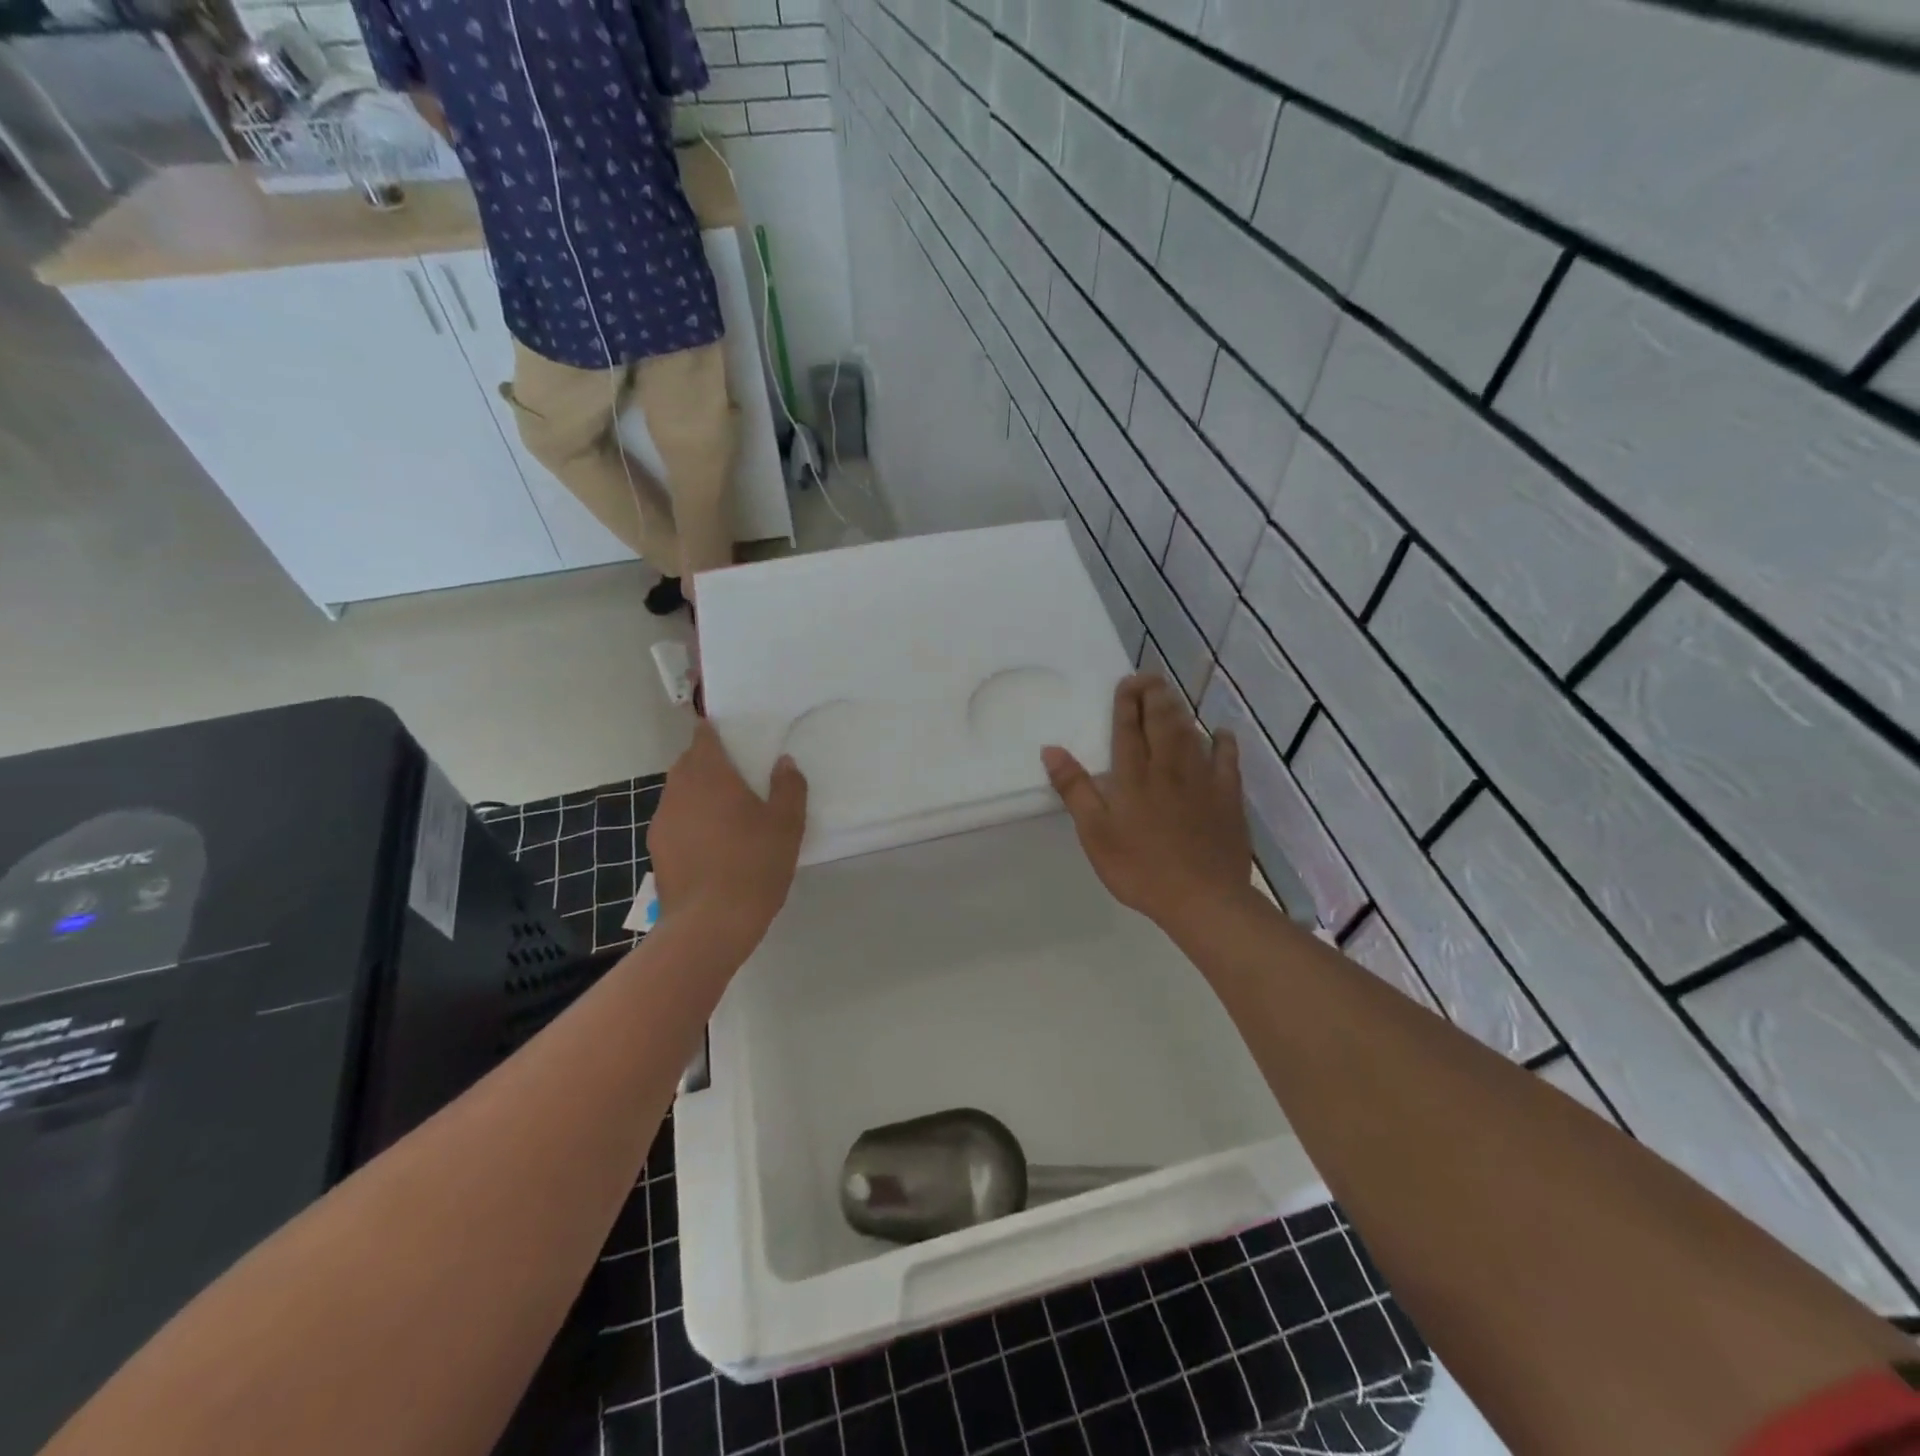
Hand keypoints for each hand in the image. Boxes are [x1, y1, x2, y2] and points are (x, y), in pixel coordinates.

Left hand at [647, 723, 807, 950]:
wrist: (709, 924)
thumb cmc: (754, 864)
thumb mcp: (787, 824)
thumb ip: (788, 787)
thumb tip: (784, 762)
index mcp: (710, 775)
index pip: (703, 737)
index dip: (714, 731)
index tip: (731, 735)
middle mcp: (679, 790)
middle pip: (689, 763)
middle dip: (709, 762)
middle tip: (738, 775)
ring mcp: (663, 820)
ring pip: (680, 793)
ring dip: (699, 794)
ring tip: (727, 812)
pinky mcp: (657, 849)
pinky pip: (675, 821)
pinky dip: (691, 821)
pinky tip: (712, 843)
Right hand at [1042, 674, 1253, 931]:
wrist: (1203, 898)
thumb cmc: (1140, 868)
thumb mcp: (1095, 833)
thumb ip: (1075, 789)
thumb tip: (1051, 749)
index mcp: (1134, 775)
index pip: (1128, 727)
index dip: (1126, 702)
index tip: (1125, 682)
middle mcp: (1169, 767)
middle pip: (1162, 720)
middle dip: (1154, 694)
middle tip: (1148, 678)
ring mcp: (1202, 779)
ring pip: (1191, 733)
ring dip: (1180, 710)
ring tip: (1171, 696)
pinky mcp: (1228, 796)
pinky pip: (1227, 759)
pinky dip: (1223, 741)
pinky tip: (1221, 733)